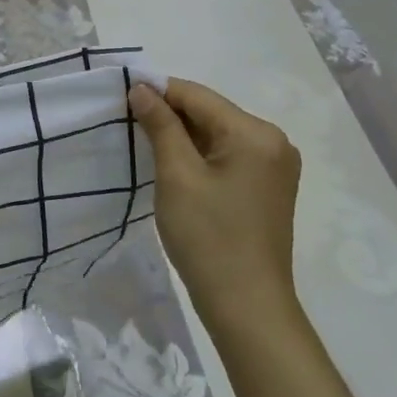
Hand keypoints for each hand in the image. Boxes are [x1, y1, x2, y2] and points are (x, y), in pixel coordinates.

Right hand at [130, 79, 302, 327]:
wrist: (246, 307)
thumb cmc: (208, 237)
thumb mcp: (177, 176)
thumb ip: (160, 125)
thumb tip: (142, 89)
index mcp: (255, 133)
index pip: (197, 96)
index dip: (158, 90)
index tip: (120, 94)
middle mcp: (273, 141)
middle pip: (210, 112)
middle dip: (170, 114)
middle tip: (127, 120)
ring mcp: (275, 165)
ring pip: (218, 134)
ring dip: (183, 135)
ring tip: (144, 141)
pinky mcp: (268, 186)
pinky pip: (228, 155)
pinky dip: (200, 154)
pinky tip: (174, 165)